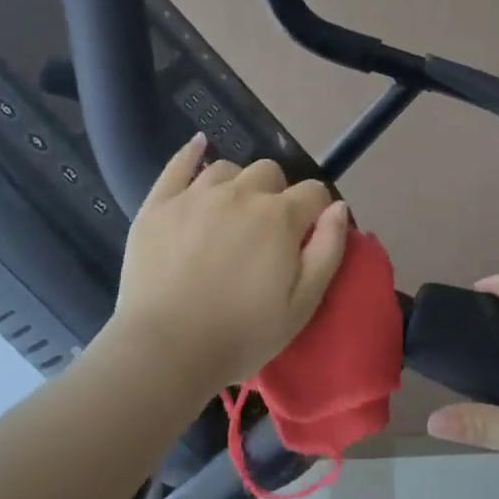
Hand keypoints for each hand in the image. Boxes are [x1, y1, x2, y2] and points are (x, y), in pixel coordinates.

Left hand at [107, 134, 350, 394]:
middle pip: (270, 172)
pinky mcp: (159, 204)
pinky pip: (179, 164)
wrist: (164, 352)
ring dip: (237, 185)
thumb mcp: (302, 305)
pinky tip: (199, 147)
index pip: (313, 192)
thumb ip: (328, 250)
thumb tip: (338, 207)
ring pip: (228, 169)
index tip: (308, 236)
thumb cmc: (241, 335)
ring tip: (230, 213)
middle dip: (276, 195)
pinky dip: (192, 153)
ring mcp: (196, 195)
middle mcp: (241, 193)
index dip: (316, 212)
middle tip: (265, 232)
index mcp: (279, 217)